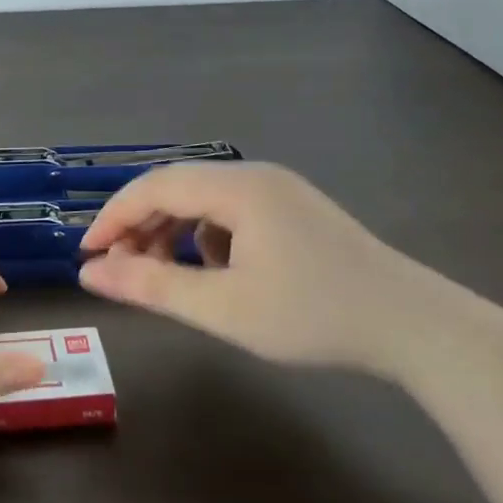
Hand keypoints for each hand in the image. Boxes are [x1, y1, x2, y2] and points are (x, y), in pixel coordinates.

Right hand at [77, 161, 442, 370]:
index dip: (113, 217)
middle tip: (118, 269)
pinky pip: (231, 210)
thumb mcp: (223, 308)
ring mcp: (278, 189)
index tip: (86, 254)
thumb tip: (89, 273)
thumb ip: (151, 286)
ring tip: (160, 274)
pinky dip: (206, 236)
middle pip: (176, 187)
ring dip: (172, 231)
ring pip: (203, 199)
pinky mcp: (294, 209)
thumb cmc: (314, 316)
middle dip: (140, 225)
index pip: (154, 187)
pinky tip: (214, 272)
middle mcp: (255, 175)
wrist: (416, 327)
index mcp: (237, 187)